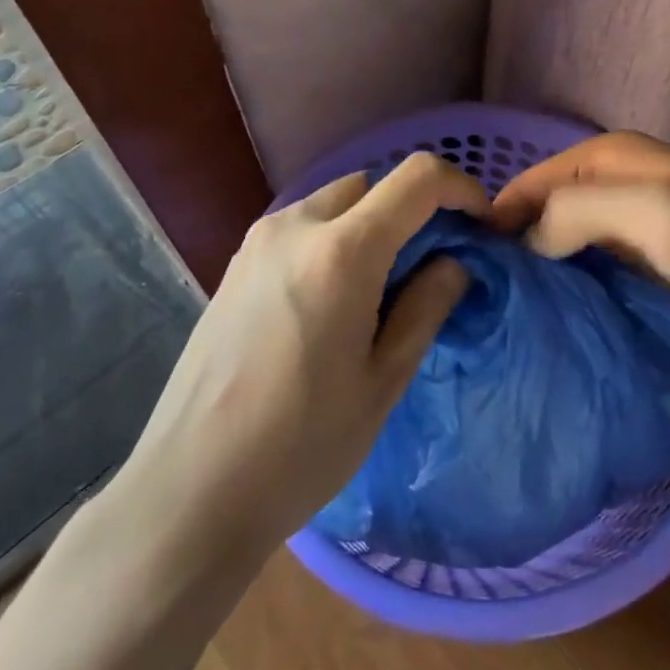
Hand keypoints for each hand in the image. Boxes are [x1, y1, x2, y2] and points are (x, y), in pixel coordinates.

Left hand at [104, 153, 485, 566]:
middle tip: (431, 267)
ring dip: (370, 224)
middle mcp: (295, 226)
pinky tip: (332, 301)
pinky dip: (333, 240)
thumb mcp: (384, 380)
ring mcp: (257, 242)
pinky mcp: (235, 265)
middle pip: (372, 185)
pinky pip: (301, 228)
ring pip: (334, 203)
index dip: (461, 189)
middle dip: (412, 210)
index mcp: (342, 251)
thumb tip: (454, 263)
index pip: (417, 178)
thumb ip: (427, 305)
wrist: (190, 491)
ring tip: (381, 289)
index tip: (479, 228)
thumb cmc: (301, 445)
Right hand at [494, 131, 669, 364]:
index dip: (496, 216)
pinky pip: (590, 278)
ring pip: (564, 248)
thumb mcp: (652, 211)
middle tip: (478, 300)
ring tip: (502, 319)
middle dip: (513, 248)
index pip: (531, 182)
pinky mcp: (645, 273)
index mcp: (609, 159)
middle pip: (544, 214)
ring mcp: (630, 233)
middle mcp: (614, 189)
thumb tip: (526, 245)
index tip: (464, 266)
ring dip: (539, 275)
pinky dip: (569, 295)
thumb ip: (578, 213)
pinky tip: (548, 325)